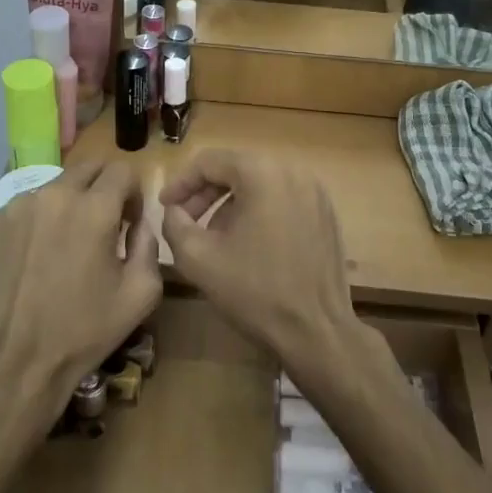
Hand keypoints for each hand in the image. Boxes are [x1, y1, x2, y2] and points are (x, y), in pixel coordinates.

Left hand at [0, 162, 162, 419]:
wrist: (15, 361)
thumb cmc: (84, 331)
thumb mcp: (140, 294)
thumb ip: (149, 245)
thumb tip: (140, 223)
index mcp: (95, 208)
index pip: (123, 170)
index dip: (133, 192)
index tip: (129, 221)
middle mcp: (55, 194)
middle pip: (89, 166)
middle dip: (104, 186)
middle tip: (103, 223)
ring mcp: (20, 205)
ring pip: (57, 184)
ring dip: (70, 202)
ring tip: (66, 243)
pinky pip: (28, 205)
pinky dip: (40, 218)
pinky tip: (38, 254)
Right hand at [159, 149, 355, 361]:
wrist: (316, 331)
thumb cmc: (254, 291)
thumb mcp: (198, 258)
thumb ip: (175, 224)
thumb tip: (174, 210)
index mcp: (262, 172)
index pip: (209, 161)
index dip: (181, 183)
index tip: (165, 207)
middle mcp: (292, 170)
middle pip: (237, 168)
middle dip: (205, 193)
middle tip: (185, 220)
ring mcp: (314, 190)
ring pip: (260, 183)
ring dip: (231, 203)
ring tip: (214, 235)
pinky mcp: (325, 212)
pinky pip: (282, 198)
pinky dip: (259, 210)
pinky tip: (248, 243)